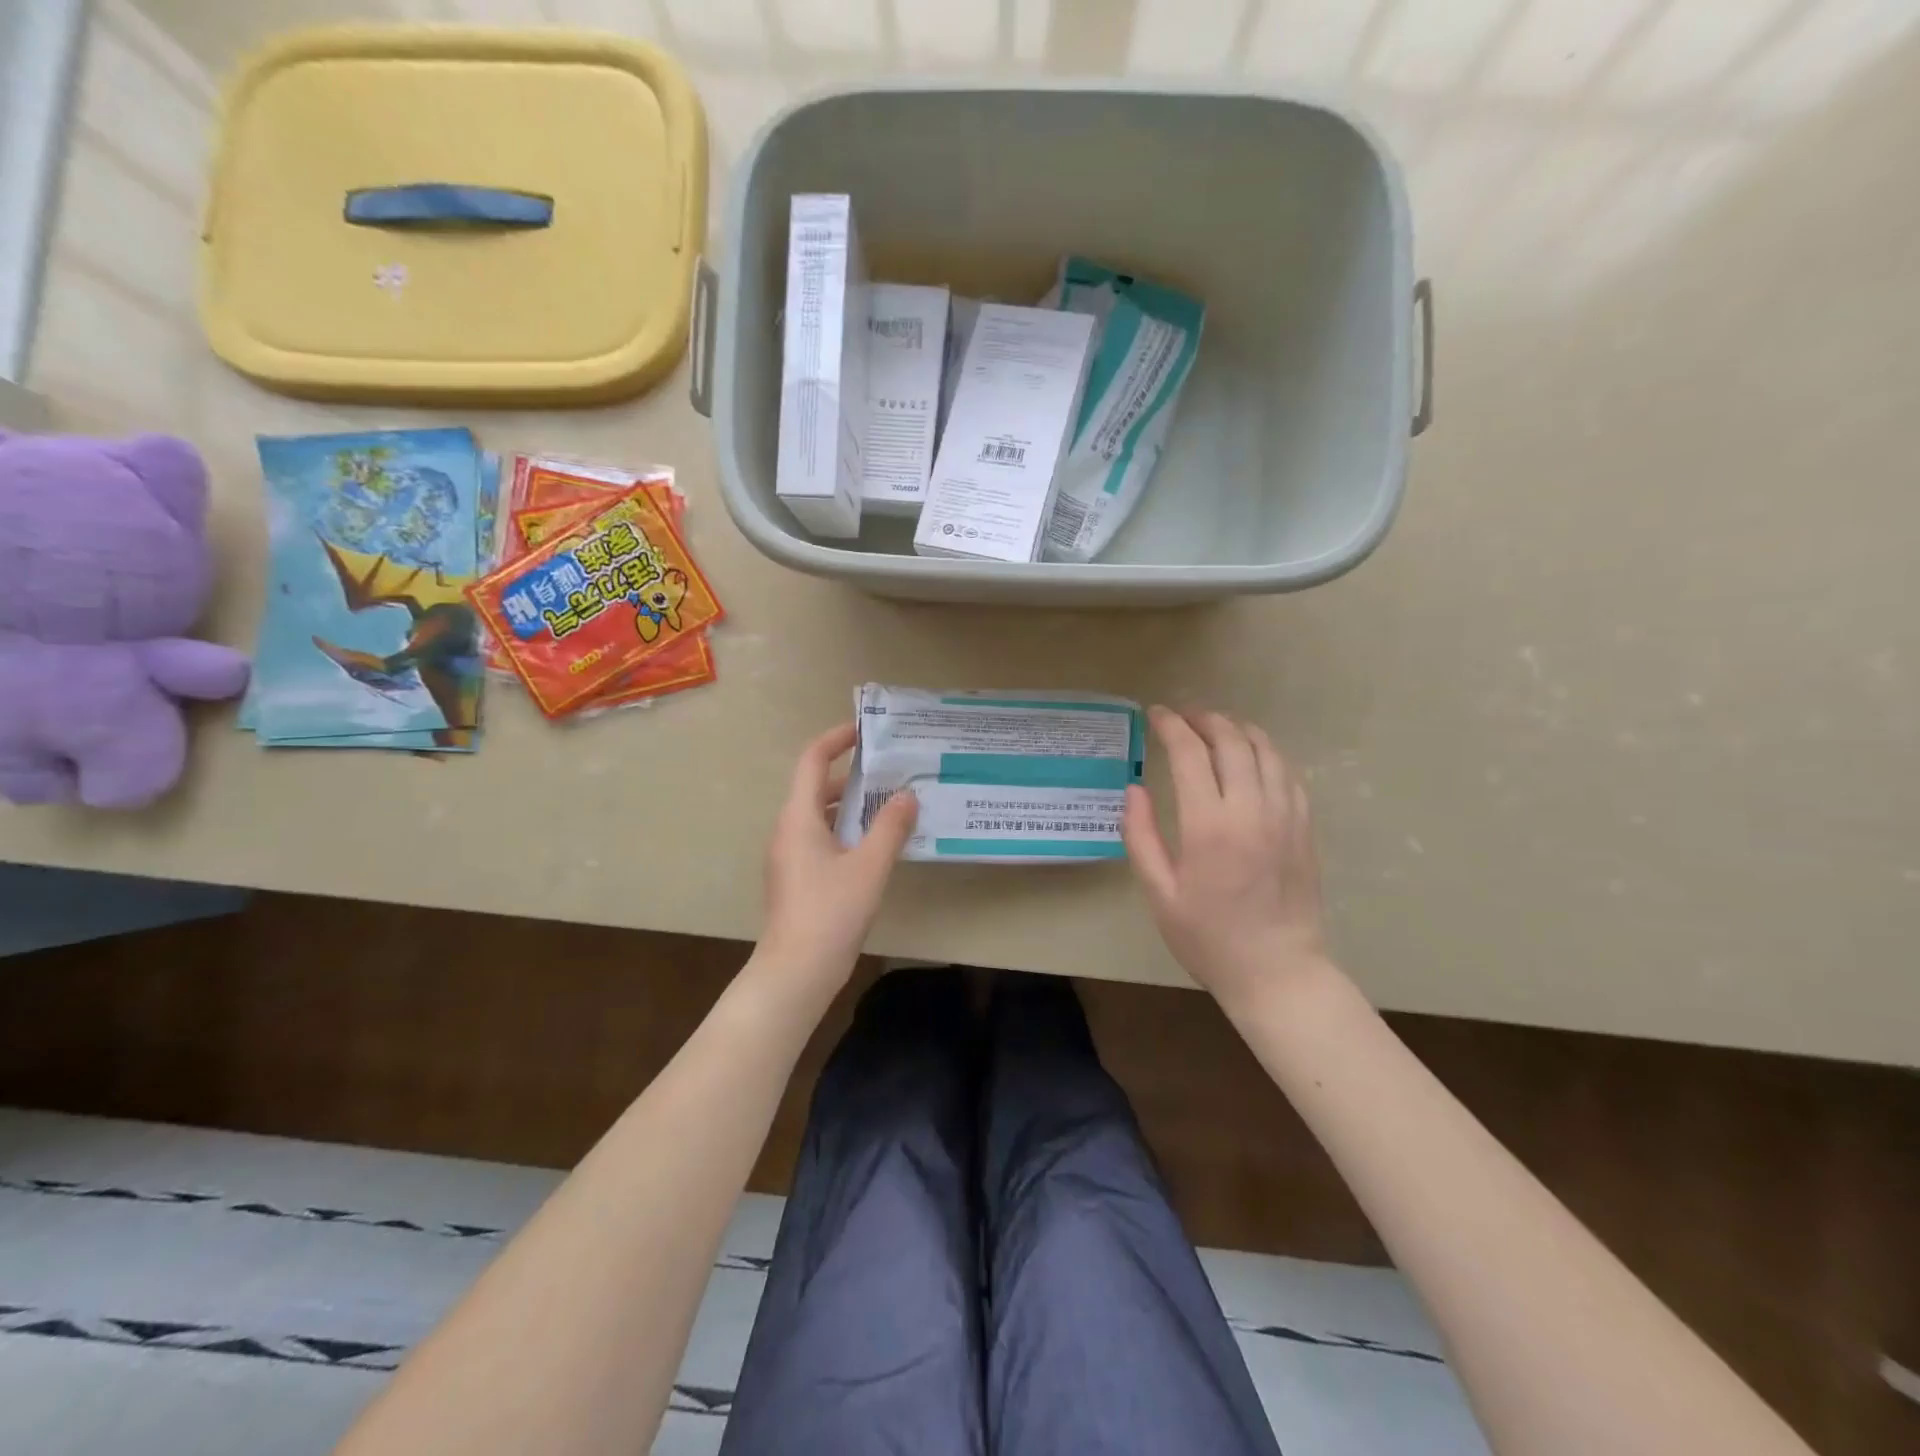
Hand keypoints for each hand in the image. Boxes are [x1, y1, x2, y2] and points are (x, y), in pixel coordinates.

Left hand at [757, 722, 918, 987]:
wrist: (796, 972)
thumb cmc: (831, 911)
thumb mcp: (869, 866)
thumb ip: (890, 827)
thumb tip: (908, 795)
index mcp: (799, 817)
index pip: (812, 761)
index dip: (836, 739)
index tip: (865, 730)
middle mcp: (789, 830)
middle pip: (819, 787)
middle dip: (854, 775)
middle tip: (892, 769)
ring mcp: (791, 856)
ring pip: (823, 816)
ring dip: (854, 805)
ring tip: (893, 803)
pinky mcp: (799, 878)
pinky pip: (824, 839)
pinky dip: (849, 831)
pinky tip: (879, 844)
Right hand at [1123, 707, 1326, 1009]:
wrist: (1278, 972)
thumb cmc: (1208, 938)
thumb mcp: (1159, 894)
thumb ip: (1141, 836)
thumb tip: (1134, 789)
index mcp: (1209, 826)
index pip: (1190, 754)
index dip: (1171, 726)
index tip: (1155, 714)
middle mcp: (1251, 810)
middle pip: (1231, 741)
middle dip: (1204, 719)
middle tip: (1183, 716)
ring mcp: (1285, 816)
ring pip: (1265, 750)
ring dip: (1238, 729)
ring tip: (1216, 726)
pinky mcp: (1305, 827)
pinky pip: (1288, 773)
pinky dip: (1267, 752)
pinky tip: (1253, 756)